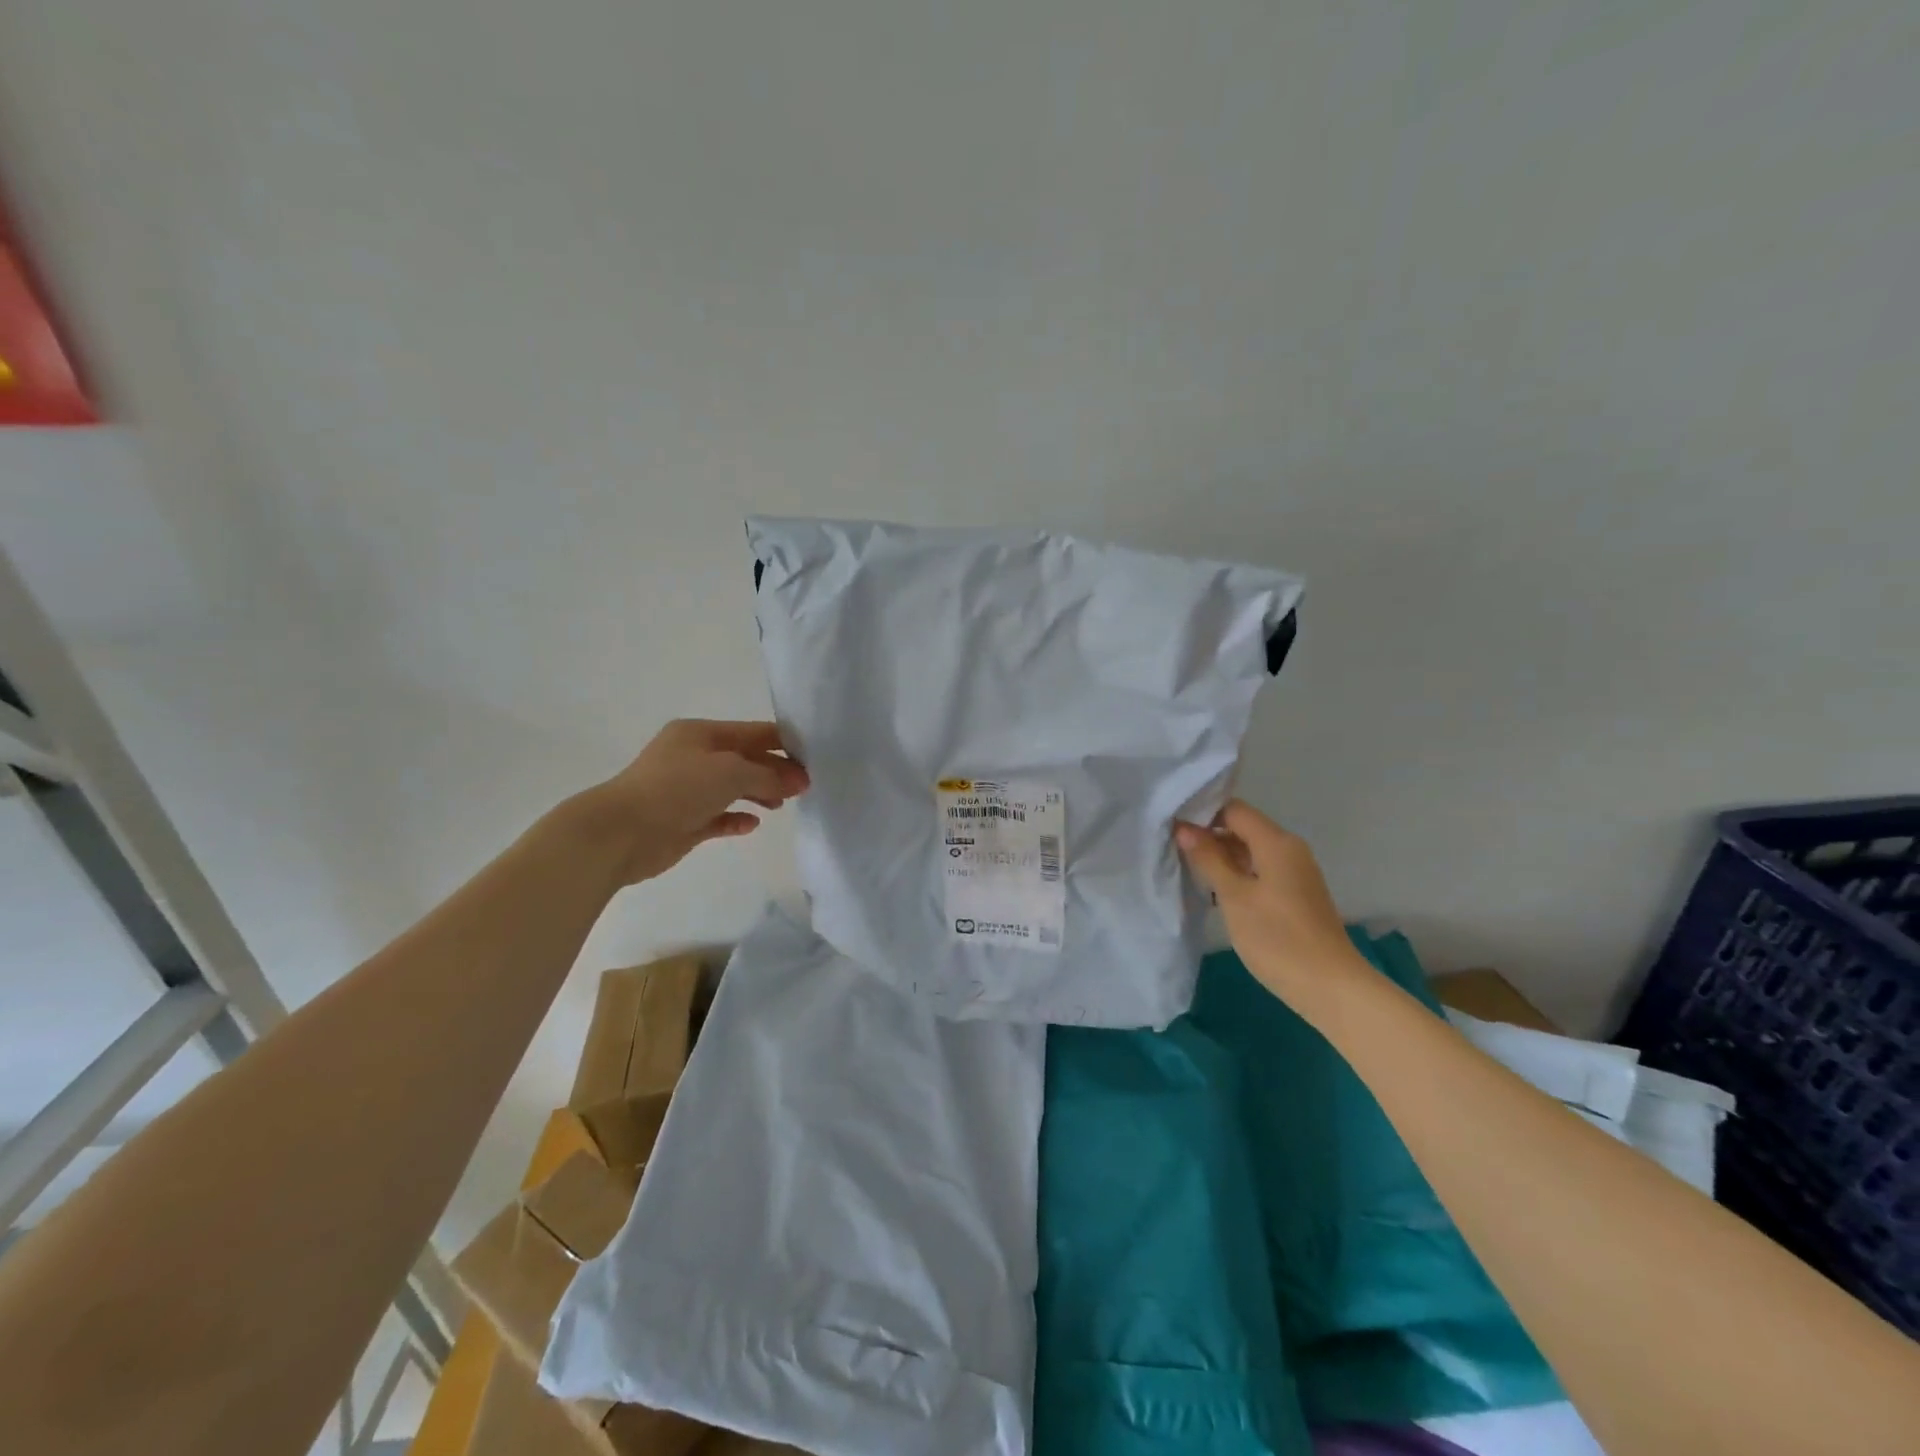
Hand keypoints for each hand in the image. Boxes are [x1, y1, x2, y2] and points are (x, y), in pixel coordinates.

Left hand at [572, 719, 809, 885]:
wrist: (621, 833)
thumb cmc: (677, 789)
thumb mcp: (730, 772)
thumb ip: (768, 775)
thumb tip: (798, 781)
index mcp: (700, 734)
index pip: (753, 732)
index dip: (783, 744)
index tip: (813, 760)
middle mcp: (693, 757)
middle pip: (745, 760)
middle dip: (774, 771)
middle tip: (804, 788)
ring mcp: (687, 790)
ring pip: (733, 788)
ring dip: (759, 794)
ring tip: (781, 806)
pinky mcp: (684, 821)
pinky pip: (719, 816)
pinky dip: (737, 818)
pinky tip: (751, 825)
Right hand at [1175, 801, 1367, 1014]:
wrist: (1330, 987)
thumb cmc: (1278, 938)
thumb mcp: (1234, 897)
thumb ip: (1209, 859)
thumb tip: (1185, 828)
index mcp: (1276, 842)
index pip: (1233, 810)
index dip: (1201, 812)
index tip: (1170, 824)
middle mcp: (1289, 849)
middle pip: (1242, 828)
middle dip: (1207, 834)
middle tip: (1170, 846)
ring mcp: (1294, 873)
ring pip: (1249, 851)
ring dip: (1220, 856)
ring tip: (1184, 865)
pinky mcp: (1294, 894)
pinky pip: (1258, 870)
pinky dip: (1235, 873)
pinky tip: (1213, 889)